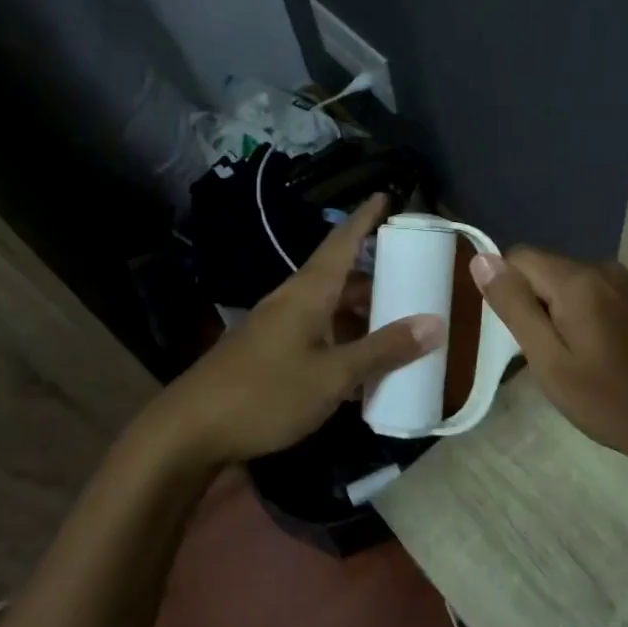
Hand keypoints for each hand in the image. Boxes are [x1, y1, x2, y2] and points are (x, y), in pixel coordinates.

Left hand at [145, 195, 443, 470]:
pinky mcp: (271, 355)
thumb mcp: (333, 375)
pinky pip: (319, 337)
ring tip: (402, 326)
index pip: (342, 242)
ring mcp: (279, 329)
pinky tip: (365, 368)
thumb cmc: (266, 394)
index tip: (387, 195)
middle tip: (417, 280)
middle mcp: (293, 302)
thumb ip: (384, 350)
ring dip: (363, 316)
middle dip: (378, 278)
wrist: (191, 431)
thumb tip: (436, 323)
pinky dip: (345, 343)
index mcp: (308, 292)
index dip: (365, 218)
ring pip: (331, 311)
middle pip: (342, 278)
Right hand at [470, 247, 627, 467]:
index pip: (518, 257)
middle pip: (545, 269)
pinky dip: (582, 316)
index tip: (518, 335)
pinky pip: (594, 294)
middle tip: (546, 355)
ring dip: (558, 312)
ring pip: (569, 283)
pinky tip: (598, 355)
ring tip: (572, 360)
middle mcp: (603, 269)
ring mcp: (626, 283)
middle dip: (534, 304)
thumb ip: (513, 306)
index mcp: (577, 280)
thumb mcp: (548, 360)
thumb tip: (481, 259)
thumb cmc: (609, 400)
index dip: (507, 291)